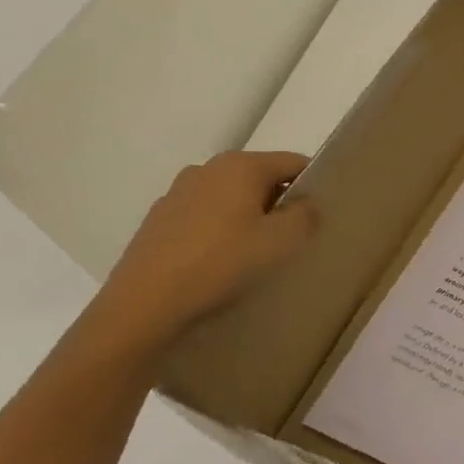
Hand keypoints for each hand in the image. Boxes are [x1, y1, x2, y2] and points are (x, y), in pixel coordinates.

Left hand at [92, 151, 319, 348]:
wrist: (145, 302)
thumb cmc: (222, 263)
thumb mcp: (281, 241)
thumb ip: (305, 215)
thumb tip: (307, 203)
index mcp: (241, 166)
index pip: (293, 161)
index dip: (311, 184)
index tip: (319, 214)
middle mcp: (207, 168)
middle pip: (260, 177)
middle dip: (278, 201)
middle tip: (291, 237)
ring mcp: (178, 192)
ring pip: (230, 197)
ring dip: (248, 216)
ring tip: (254, 253)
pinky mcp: (159, 219)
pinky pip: (204, 215)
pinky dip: (219, 230)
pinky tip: (220, 261)